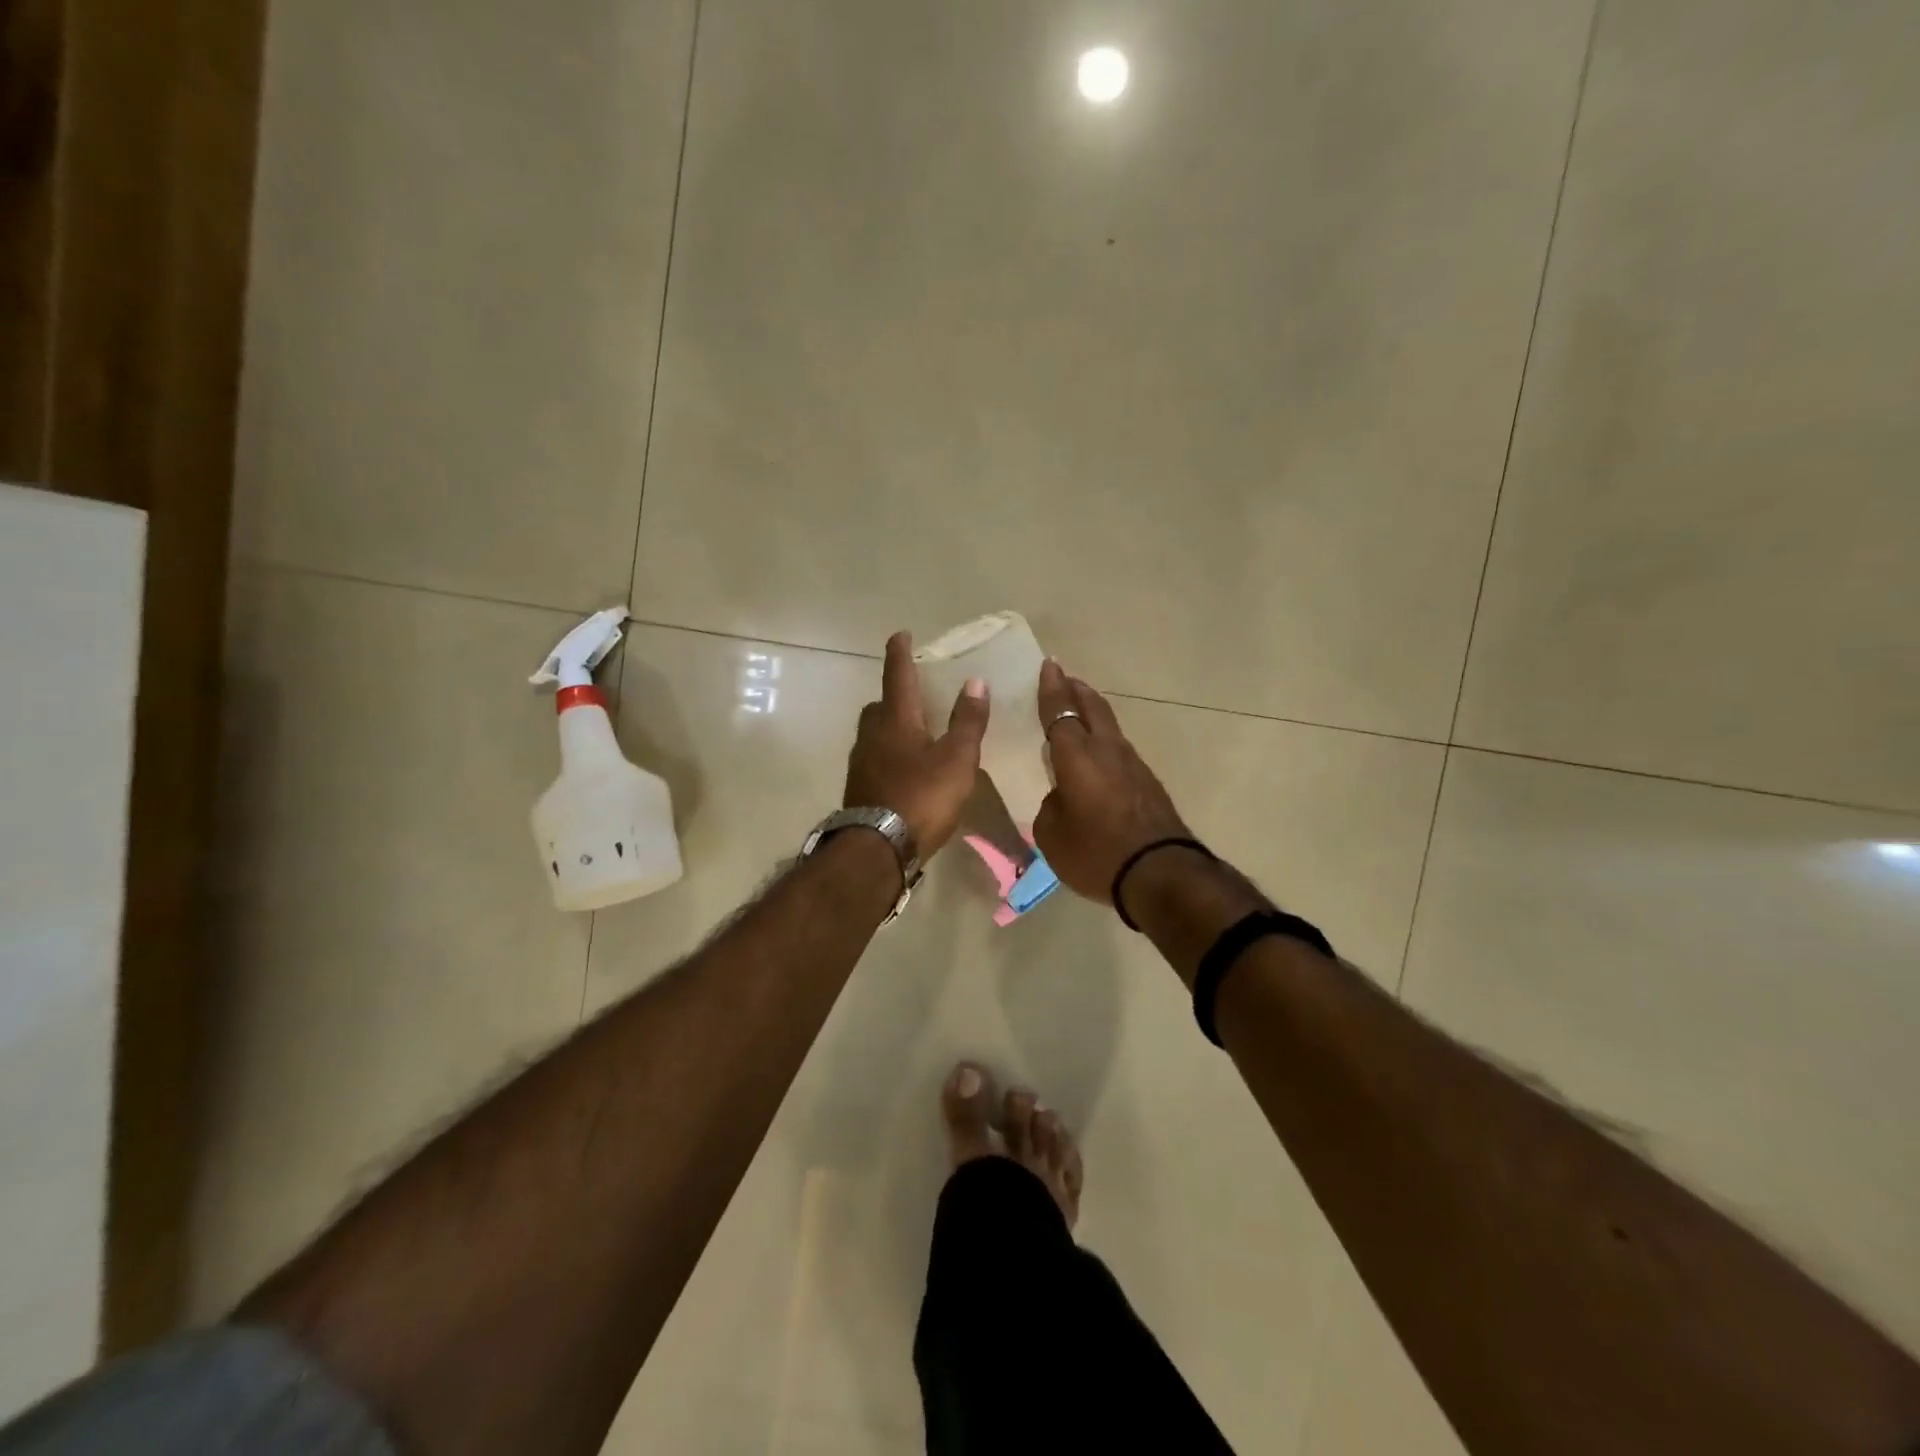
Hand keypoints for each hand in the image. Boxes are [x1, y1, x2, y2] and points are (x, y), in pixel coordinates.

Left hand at [843, 632, 989, 857]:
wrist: (878, 848)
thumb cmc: (922, 797)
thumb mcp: (957, 759)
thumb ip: (968, 721)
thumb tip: (976, 681)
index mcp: (896, 720)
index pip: (898, 676)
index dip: (900, 653)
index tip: (900, 634)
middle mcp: (872, 735)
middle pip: (880, 706)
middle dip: (895, 695)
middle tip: (915, 695)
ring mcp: (862, 763)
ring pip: (875, 733)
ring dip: (891, 727)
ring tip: (916, 734)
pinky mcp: (860, 788)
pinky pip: (875, 758)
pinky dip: (889, 754)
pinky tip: (906, 770)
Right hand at [1032, 659, 1191, 904]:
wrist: (1161, 874)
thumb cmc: (1096, 852)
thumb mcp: (1052, 836)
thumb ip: (1051, 807)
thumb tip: (1062, 798)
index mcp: (1077, 756)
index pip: (1060, 711)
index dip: (1052, 688)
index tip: (1049, 665)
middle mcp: (1107, 750)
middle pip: (1093, 707)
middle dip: (1077, 690)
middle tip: (1065, 679)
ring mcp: (1133, 765)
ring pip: (1110, 727)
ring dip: (1093, 714)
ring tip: (1079, 715)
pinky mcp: (1148, 783)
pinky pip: (1119, 750)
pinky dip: (1104, 742)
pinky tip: (1098, 757)